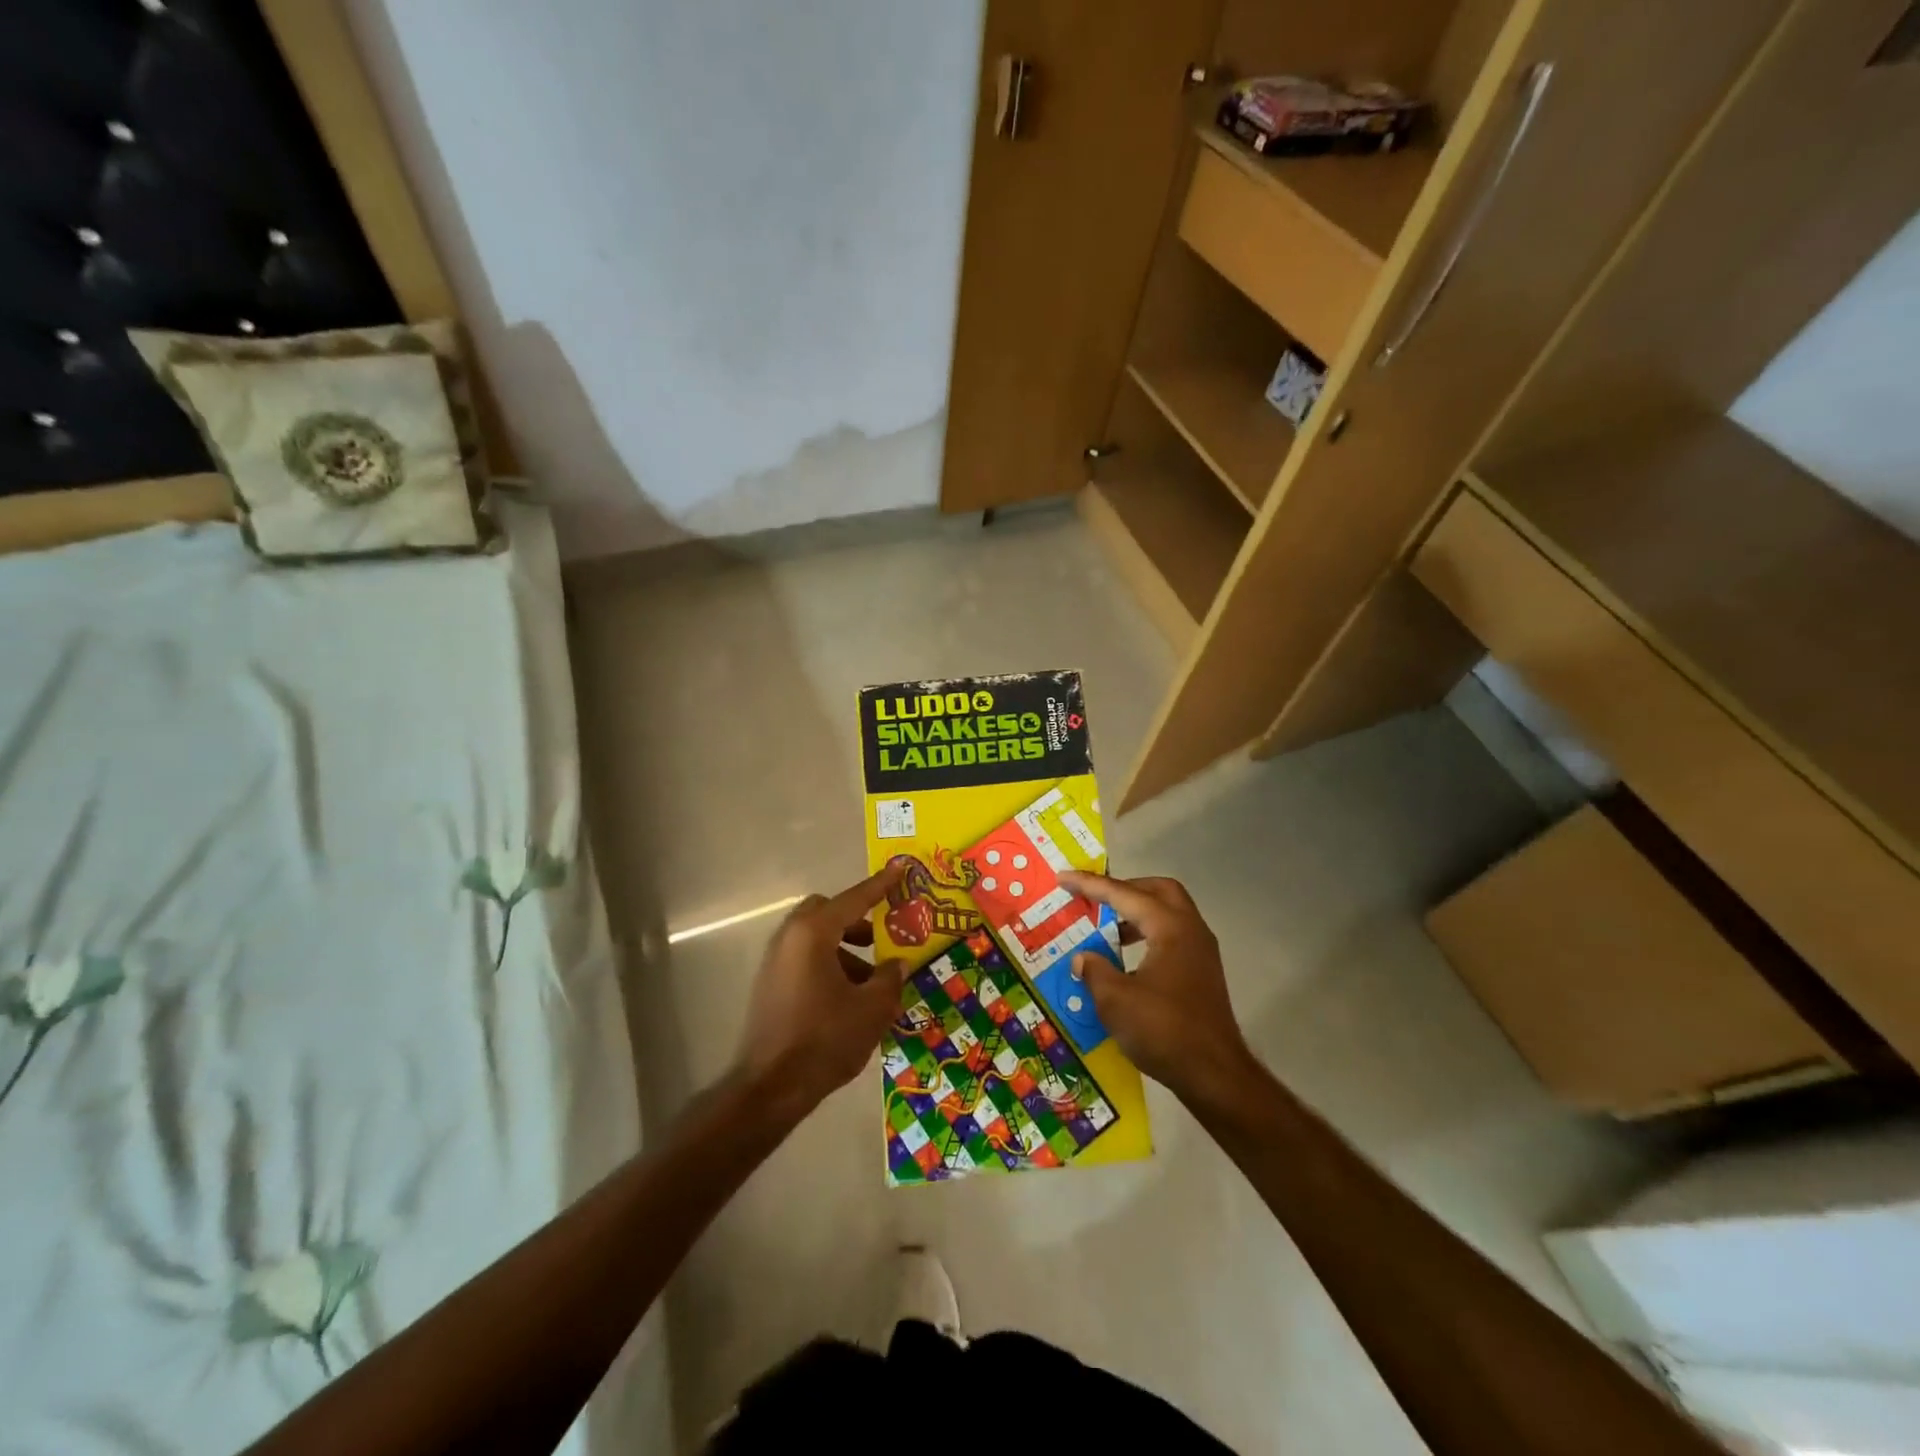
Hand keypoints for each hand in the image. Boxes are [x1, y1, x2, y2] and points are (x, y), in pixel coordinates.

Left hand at [732, 864, 907, 1126]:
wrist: (770, 1087)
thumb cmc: (825, 1038)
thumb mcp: (871, 1008)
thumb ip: (889, 978)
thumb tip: (897, 964)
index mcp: (814, 933)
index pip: (855, 899)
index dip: (881, 885)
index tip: (900, 868)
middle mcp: (790, 938)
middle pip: (827, 912)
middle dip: (856, 920)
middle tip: (880, 938)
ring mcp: (776, 961)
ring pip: (816, 938)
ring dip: (845, 949)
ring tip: (872, 981)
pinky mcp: (770, 984)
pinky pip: (805, 960)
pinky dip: (829, 965)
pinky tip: (849, 999)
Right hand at [1060, 872, 1258, 1111]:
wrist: (1215, 1076)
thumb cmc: (1163, 1030)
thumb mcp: (1115, 1000)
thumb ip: (1095, 970)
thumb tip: (1083, 958)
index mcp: (1170, 927)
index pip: (1124, 894)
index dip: (1090, 885)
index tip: (1063, 878)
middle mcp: (1190, 930)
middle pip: (1158, 891)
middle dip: (1124, 889)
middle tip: (1096, 899)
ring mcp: (1201, 952)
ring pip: (1168, 913)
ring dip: (1137, 914)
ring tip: (1106, 930)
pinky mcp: (1202, 973)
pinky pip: (1172, 936)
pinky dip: (1147, 935)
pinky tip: (1126, 960)